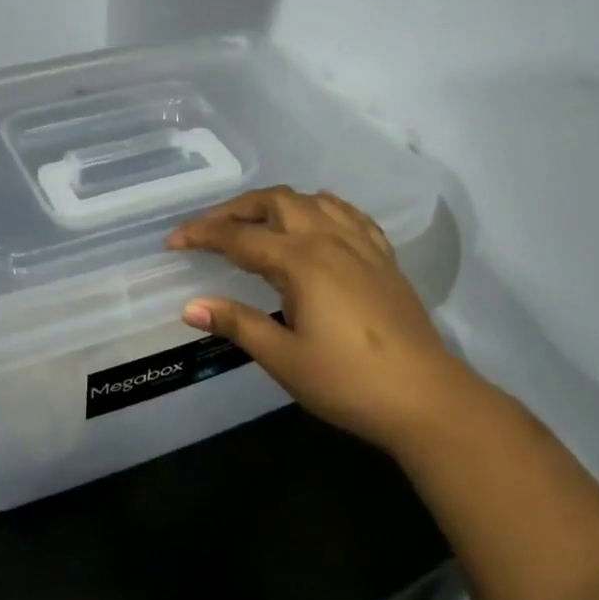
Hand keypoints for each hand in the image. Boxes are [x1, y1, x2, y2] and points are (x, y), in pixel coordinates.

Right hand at [167, 186, 495, 455]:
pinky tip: (318, 217)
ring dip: (278, 204)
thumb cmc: (347, 382)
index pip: (240, 237)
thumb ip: (237, 324)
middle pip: (277, 202)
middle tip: (210, 229)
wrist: (425, 398)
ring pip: (313, 201)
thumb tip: (190, 306)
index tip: (173, 241)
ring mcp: (362, 246)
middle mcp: (330, 241)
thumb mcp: (284, 358)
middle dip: (237, 208)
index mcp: (301, 262)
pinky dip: (323, 208)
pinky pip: (350, 215)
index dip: (202, 235)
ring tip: (256, 222)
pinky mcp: (384, 259)